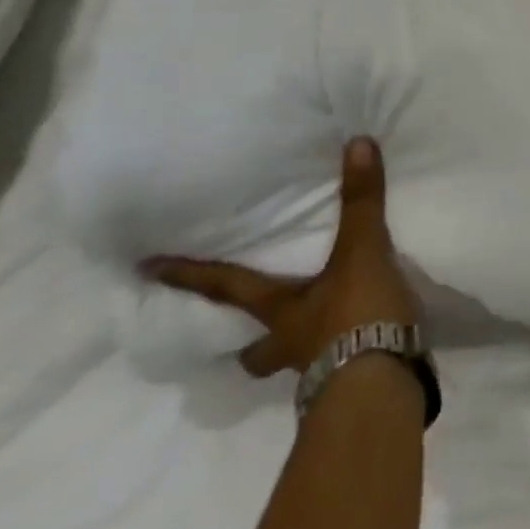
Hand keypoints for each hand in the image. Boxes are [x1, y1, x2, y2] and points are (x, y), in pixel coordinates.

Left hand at [144, 137, 417, 377]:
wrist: (383, 385)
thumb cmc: (357, 316)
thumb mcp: (362, 252)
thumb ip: (361, 201)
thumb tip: (356, 143)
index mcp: (282, 312)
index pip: (227, 289)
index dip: (190, 277)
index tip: (146, 270)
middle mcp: (290, 345)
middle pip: (254, 350)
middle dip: (248, 344)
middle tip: (250, 335)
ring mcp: (319, 371)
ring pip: (292, 364)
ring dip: (297, 352)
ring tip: (317, 335)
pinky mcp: (353, 384)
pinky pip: (338, 368)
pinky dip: (347, 356)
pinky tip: (366, 345)